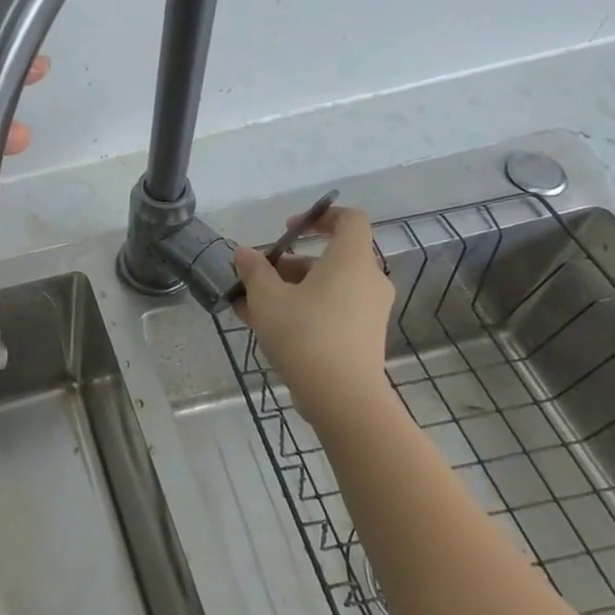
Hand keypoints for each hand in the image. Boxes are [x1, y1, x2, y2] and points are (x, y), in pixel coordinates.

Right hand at [232, 206, 393, 425]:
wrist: (342, 398)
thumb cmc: (305, 334)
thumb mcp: (267, 297)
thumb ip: (254, 270)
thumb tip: (245, 253)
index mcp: (351, 261)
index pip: (350, 219)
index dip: (320, 216)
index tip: (288, 230)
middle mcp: (368, 280)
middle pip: (330, 257)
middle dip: (289, 263)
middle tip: (258, 276)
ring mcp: (369, 311)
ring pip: (327, 286)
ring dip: (290, 289)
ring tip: (250, 306)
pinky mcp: (364, 337)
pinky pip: (332, 309)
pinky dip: (304, 309)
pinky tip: (266, 327)